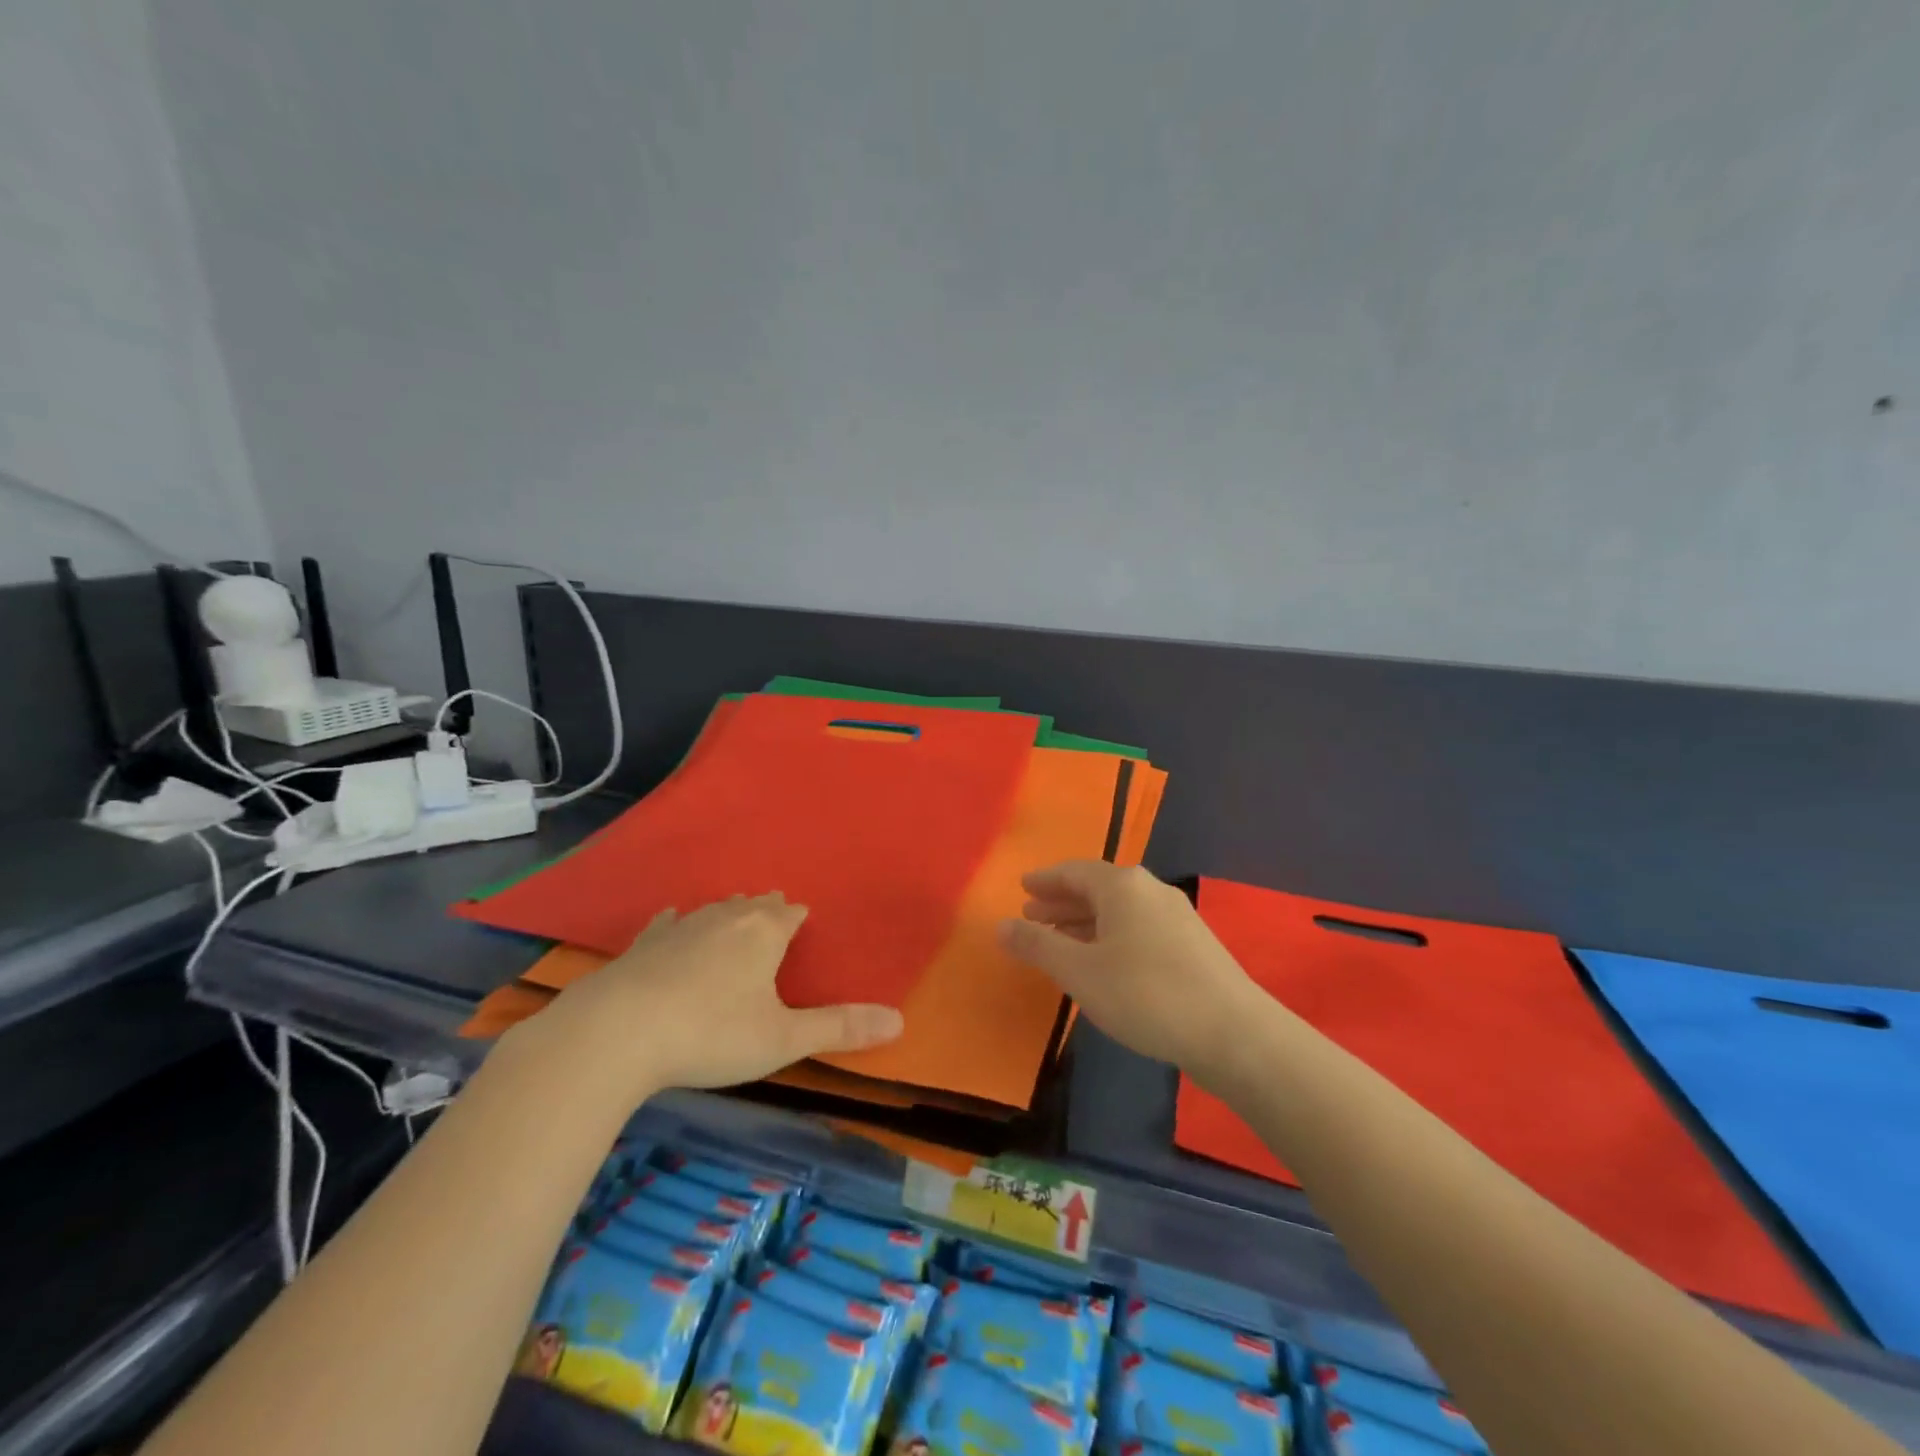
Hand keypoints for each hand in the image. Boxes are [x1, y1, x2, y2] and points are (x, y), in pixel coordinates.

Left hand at [501, 893, 903, 1104]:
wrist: (617, 1033)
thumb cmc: (711, 1033)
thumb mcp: (782, 1039)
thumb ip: (839, 1028)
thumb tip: (900, 1021)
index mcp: (764, 933)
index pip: (791, 913)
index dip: (799, 918)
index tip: (804, 921)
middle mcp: (726, 918)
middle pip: (755, 904)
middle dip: (768, 909)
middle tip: (775, 916)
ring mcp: (681, 927)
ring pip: (715, 909)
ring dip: (730, 912)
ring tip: (737, 914)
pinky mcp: (644, 944)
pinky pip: (669, 922)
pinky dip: (679, 922)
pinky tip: (673, 920)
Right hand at [999, 861, 1259, 1073]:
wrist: (1233, 1032)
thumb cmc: (1145, 994)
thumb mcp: (1079, 971)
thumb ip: (1037, 946)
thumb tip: (1000, 925)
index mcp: (1123, 886)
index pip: (1074, 872)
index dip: (1045, 880)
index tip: (1023, 887)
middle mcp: (1151, 890)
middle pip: (1098, 888)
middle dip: (1063, 902)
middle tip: (1033, 915)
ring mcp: (1177, 916)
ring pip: (1120, 911)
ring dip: (1086, 922)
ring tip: (1061, 940)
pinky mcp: (1193, 945)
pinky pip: (1139, 928)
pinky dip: (1111, 936)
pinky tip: (1104, 962)